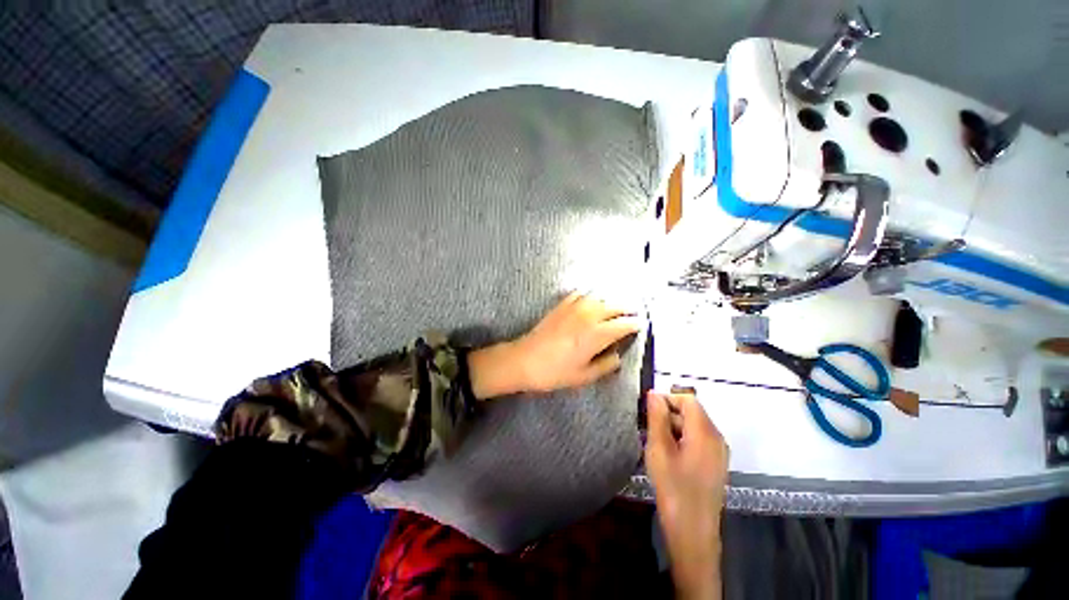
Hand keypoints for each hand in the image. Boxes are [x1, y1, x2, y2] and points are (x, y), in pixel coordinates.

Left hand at [468, 292, 639, 398]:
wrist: (524, 360)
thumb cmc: (554, 372)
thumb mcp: (583, 376)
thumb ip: (605, 365)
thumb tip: (618, 355)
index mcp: (596, 334)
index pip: (623, 324)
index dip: (635, 324)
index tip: (641, 325)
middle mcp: (588, 316)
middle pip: (614, 306)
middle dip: (627, 308)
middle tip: (634, 313)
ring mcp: (573, 308)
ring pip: (598, 297)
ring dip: (610, 300)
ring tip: (616, 306)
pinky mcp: (561, 306)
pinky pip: (579, 294)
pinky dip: (589, 295)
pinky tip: (591, 299)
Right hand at [646, 392, 728, 599]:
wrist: (692, 533)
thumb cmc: (674, 488)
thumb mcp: (659, 449)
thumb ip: (657, 418)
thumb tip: (654, 394)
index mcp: (705, 432)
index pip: (687, 399)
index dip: (666, 399)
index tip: (647, 411)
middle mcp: (717, 438)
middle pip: (691, 412)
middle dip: (668, 415)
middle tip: (647, 430)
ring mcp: (718, 453)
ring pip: (693, 427)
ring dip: (672, 428)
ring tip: (655, 445)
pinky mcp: (715, 465)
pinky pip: (697, 441)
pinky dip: (681, 440)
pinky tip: (667, 457)